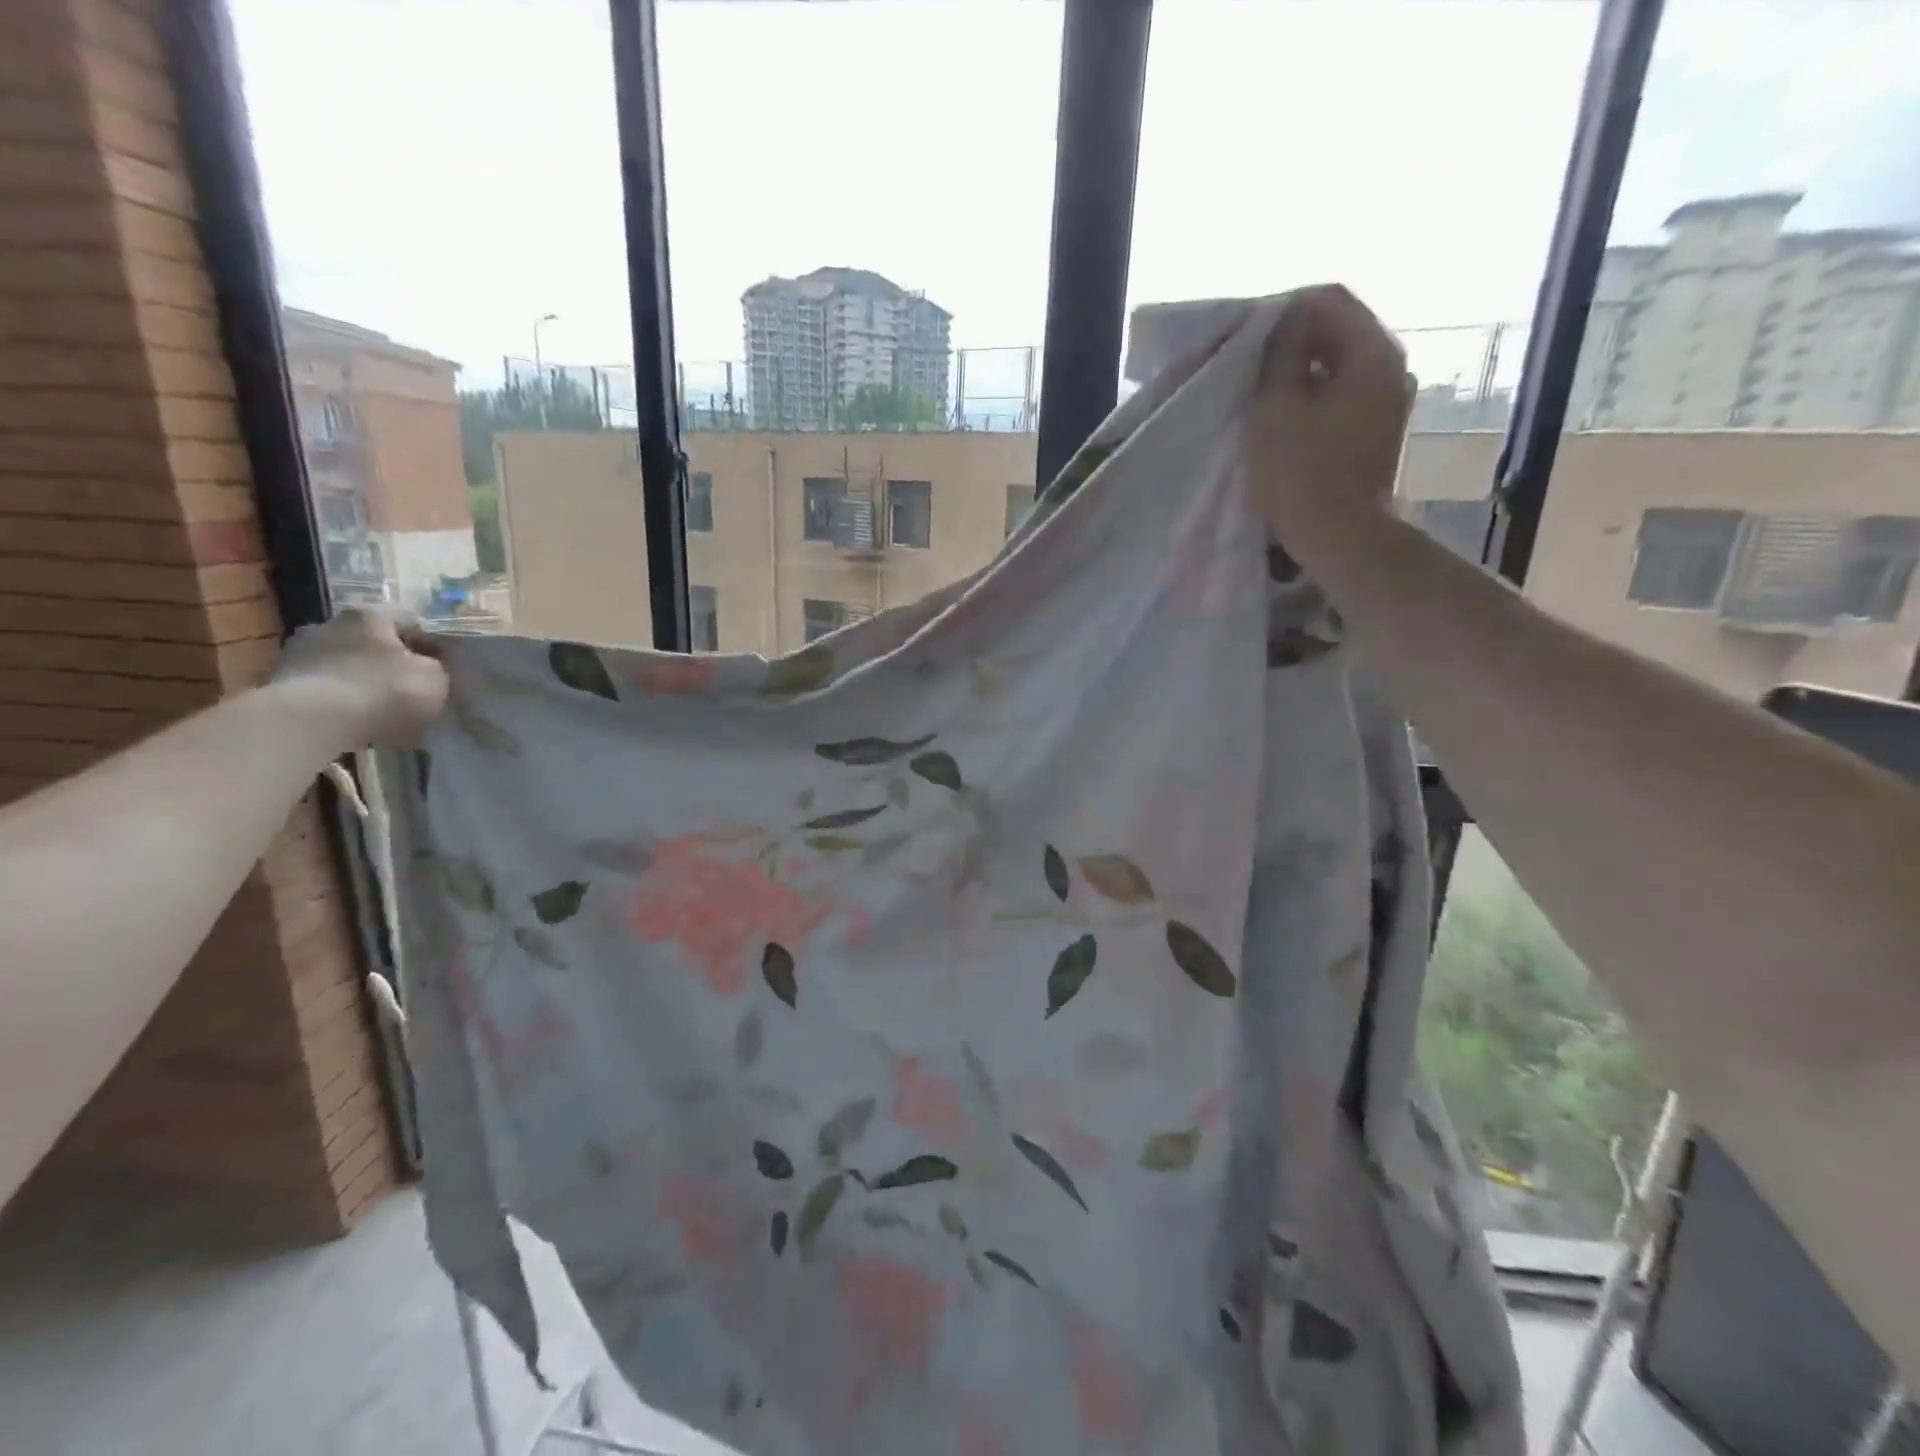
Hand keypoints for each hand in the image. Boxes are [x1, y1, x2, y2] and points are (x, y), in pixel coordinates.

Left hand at [270, 607, 448, 748]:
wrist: (311, 722)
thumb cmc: (383, 691)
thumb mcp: (434, 678)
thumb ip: (434, 668)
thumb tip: (426, 668)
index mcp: (370, 615)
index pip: (408, 621)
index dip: (428, 644)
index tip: (440, 668)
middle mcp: (329, 623)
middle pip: (369, 641)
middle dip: (387, 662)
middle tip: (407, 689)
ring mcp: (297, 652)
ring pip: (342, 664)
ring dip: (358, 681)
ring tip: (377, 712)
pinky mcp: (277, 683)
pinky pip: (320, 688)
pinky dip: (336, 701)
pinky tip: (351, 722)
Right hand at [1245, 284, 1413, 542]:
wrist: (1340, 538)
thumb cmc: (1301, 473)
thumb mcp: (1275, 408)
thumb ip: (1281, 355)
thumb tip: (1290, 320)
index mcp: (1372, 353)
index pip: (1330, 301)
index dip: (1286, 312)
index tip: (1250, 339)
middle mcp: (1392, 369)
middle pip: (1339, 332)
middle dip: (1295, 343)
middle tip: (1251, 368)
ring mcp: (1389, 402)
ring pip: (1340, 367)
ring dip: (1302, 374)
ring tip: (1264, 396)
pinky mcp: (1378, 432)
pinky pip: (1344, 397)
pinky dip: (1315, 399)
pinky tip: (1287, 422)